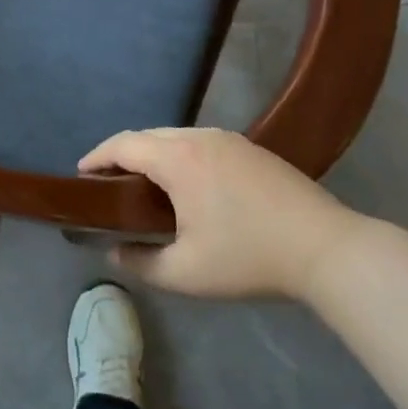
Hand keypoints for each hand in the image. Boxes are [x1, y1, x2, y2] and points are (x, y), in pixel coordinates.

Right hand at [80, 128, 366, 300]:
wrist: (326, 248)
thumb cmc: (249, 258)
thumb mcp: (186, 273)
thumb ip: (142, 263)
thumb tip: (115, 253)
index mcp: (178, 159)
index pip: (123, 145)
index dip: (97, 156)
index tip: (81, 174)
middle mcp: (200, 137)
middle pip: (147, 135)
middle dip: (122, 154)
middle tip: (108, 183)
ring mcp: (229, 139)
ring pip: (175, 136)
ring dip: (152, 153)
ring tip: (143, 183)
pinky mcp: (251, 148)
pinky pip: (200, 142)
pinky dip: (179, 155)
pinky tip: (186, 184)